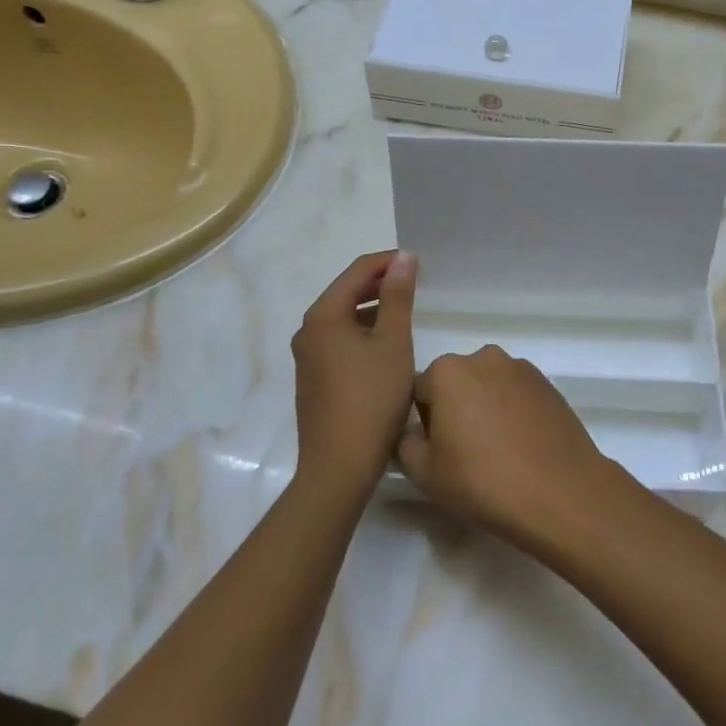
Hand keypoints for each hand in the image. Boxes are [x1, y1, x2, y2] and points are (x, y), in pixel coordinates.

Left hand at [290, 250, 417, 502]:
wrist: (339, 466)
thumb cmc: (371, 398)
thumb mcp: (393, 343)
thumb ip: (399, 297)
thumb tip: (404, 258)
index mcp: (323, 316)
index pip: (357, 271)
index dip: (388, 262)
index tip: (418, 263)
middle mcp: (308, 330)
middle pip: (346, 292)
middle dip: (380, 284)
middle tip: (415, 283)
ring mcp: (308, 357)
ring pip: (344, 318)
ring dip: (373, 309)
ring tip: (405, 312)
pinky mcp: (314, 379)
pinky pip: (340, 341)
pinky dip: (363, 333)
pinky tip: (386, 346)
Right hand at [397, 345, 620, 552]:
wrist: (560, 492)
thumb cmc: (484, 481)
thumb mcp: (426, 474)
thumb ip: (405, 444)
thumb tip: (412, 432)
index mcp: (447, 371)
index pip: (419, 391)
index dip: (422, 423)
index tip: (436, 451)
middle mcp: (483, 357)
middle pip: (455, 383)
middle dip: (454, 409)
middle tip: (464, 452)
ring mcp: (520, 367)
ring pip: (487, 385)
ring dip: (485, 407)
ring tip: (496, 450)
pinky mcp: (547, 383)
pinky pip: (515, 393)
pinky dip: (512, 410)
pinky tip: (520, 444)